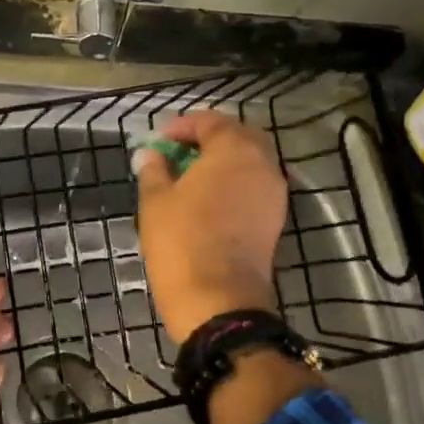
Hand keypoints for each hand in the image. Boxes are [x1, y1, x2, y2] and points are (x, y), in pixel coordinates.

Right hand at [132, 111, 287, 343]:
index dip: (183, 126)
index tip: (159, 140)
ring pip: (250, 162)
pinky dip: (233, 182)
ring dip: (222, 161)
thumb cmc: (182, 241)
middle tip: (178, 151)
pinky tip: (207, 198)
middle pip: (238, 137)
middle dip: (208, 138)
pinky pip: (254, 186)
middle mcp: (262, 165)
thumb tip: (149, 155)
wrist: (218, 301)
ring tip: (189, 175)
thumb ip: (154, 170)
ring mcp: (273, 194)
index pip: (211, 122)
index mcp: (234, 150)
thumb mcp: (156, 201)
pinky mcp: (274, 220)